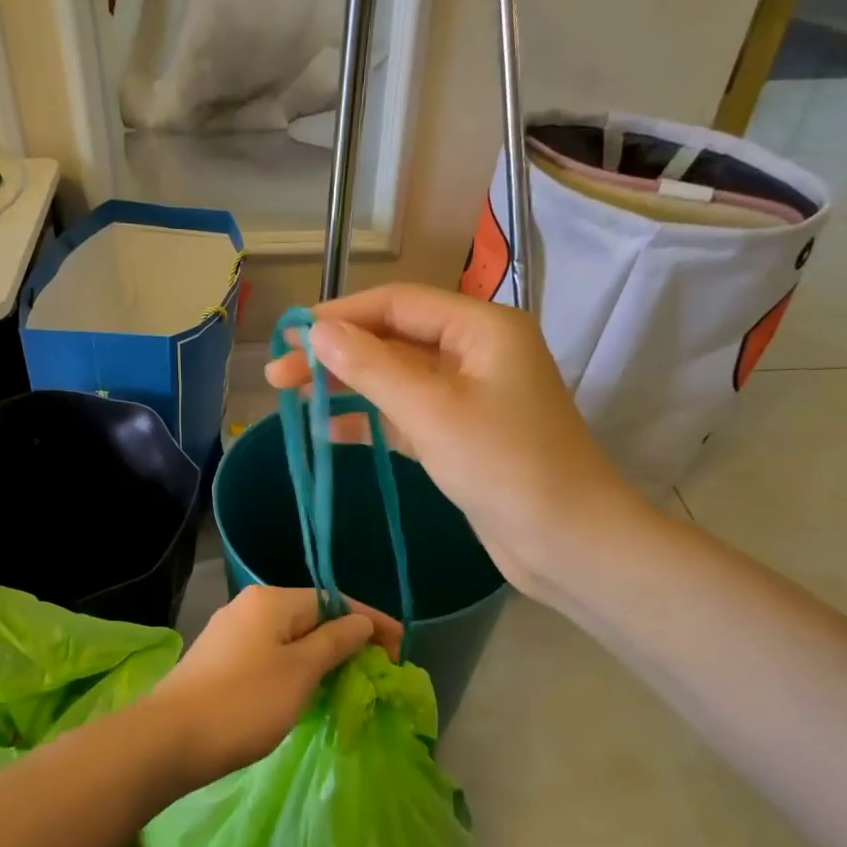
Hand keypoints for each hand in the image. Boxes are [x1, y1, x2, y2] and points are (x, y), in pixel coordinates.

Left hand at [153, 586, 398, 788]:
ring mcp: (231, 633)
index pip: (333, 600)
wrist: (168, 739)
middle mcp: (250, 606)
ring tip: (348, 684)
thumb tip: (360, 622)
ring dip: (322, 657)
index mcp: (271, 600)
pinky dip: (296, 669)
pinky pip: (271, 655)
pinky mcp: (220, 660)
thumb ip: (334, 642)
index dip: (371, 622)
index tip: (402, 649)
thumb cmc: (243, 703)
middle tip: (377, 671)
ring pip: (290, 638)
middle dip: (347, 640)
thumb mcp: (300, 672)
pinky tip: (306, 691)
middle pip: (312, 616)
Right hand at [264, 284, 657, 604]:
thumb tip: (316, 332)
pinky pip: (405, 414)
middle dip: (336, 355)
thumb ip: (371, 367)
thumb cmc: (505, 465)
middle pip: (392, 340)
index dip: (340, 316)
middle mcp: (476, 351)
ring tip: (292, 398)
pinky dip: (369, 419)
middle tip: (278, 374)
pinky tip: (328, 430)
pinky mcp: (460, 434)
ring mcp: (469, 394)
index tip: (290, 334)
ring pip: (395, 378)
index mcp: (481, 328)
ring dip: (347, 386)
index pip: (397, 304)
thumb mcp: (431, 410)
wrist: (568, 543)